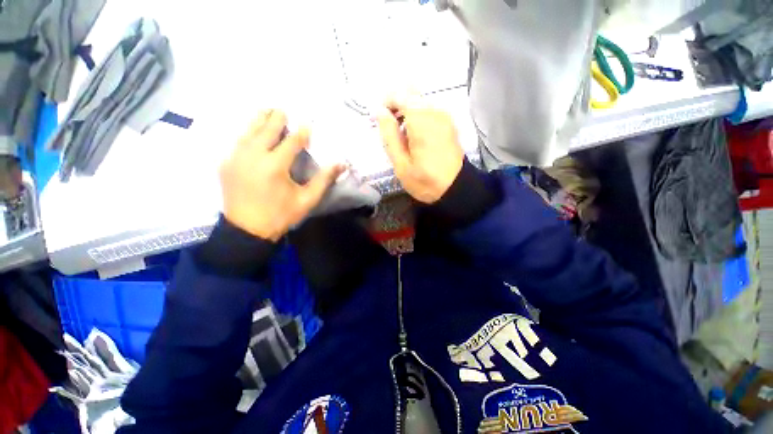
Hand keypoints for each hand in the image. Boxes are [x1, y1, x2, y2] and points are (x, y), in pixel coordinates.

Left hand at [219, 110, 344, 240]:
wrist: (247, 231)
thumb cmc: (280, 215)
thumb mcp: (307, 200)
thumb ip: (323, 180)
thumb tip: (341, 164)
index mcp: (275, 166)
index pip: (291, 142)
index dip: (301, 133)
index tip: (308, 124)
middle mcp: (253, 156)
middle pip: (266, 130)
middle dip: (276, 119)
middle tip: (283, 109)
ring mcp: (236, 158)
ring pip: (248, 132)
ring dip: (259, 120)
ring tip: (266, 111)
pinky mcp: (226, 164)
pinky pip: (238, 142)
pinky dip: (246, 133)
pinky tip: (251, 131)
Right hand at [376, 95, 463, 203]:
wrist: (456, 189)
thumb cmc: (425, 181)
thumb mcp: (401, 164)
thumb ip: (389, 135)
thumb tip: (379, 111)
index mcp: (422, 121)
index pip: (399, 94)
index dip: (385, 103)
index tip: (379, 121)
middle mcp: (435, 112)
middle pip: (410, 93)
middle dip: (396, 106)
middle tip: (390, 129)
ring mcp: (445, 116)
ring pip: (419, 101)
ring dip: (406, 112)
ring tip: (401, 136)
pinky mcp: (449, 123)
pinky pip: (429, 110)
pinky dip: (417, 117)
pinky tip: (415, 137)